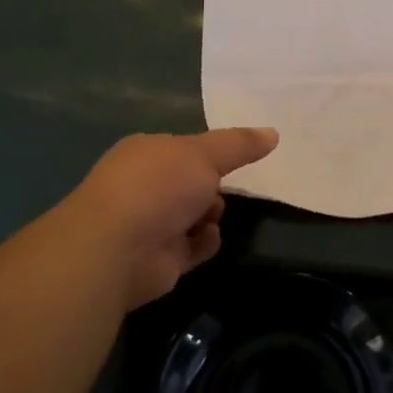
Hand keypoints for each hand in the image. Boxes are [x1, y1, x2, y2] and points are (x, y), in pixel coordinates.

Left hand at [60, 128, 277, 311]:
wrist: (119, 249)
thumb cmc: (159, 187)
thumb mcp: (205, 154)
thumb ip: (239, 145)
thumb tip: (273, 133)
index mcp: (146, 153)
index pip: (183, 147)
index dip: (209, 152)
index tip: (238, 155)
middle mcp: (144, 186)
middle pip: (189, 182)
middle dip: (212, 185)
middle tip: (227, 186)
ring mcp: (149, 223)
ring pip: (193, 214)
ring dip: (211, 215)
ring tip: (213, 215)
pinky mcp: (158, 258)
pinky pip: (192, 247)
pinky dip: (204, 242)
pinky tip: (208, 238)